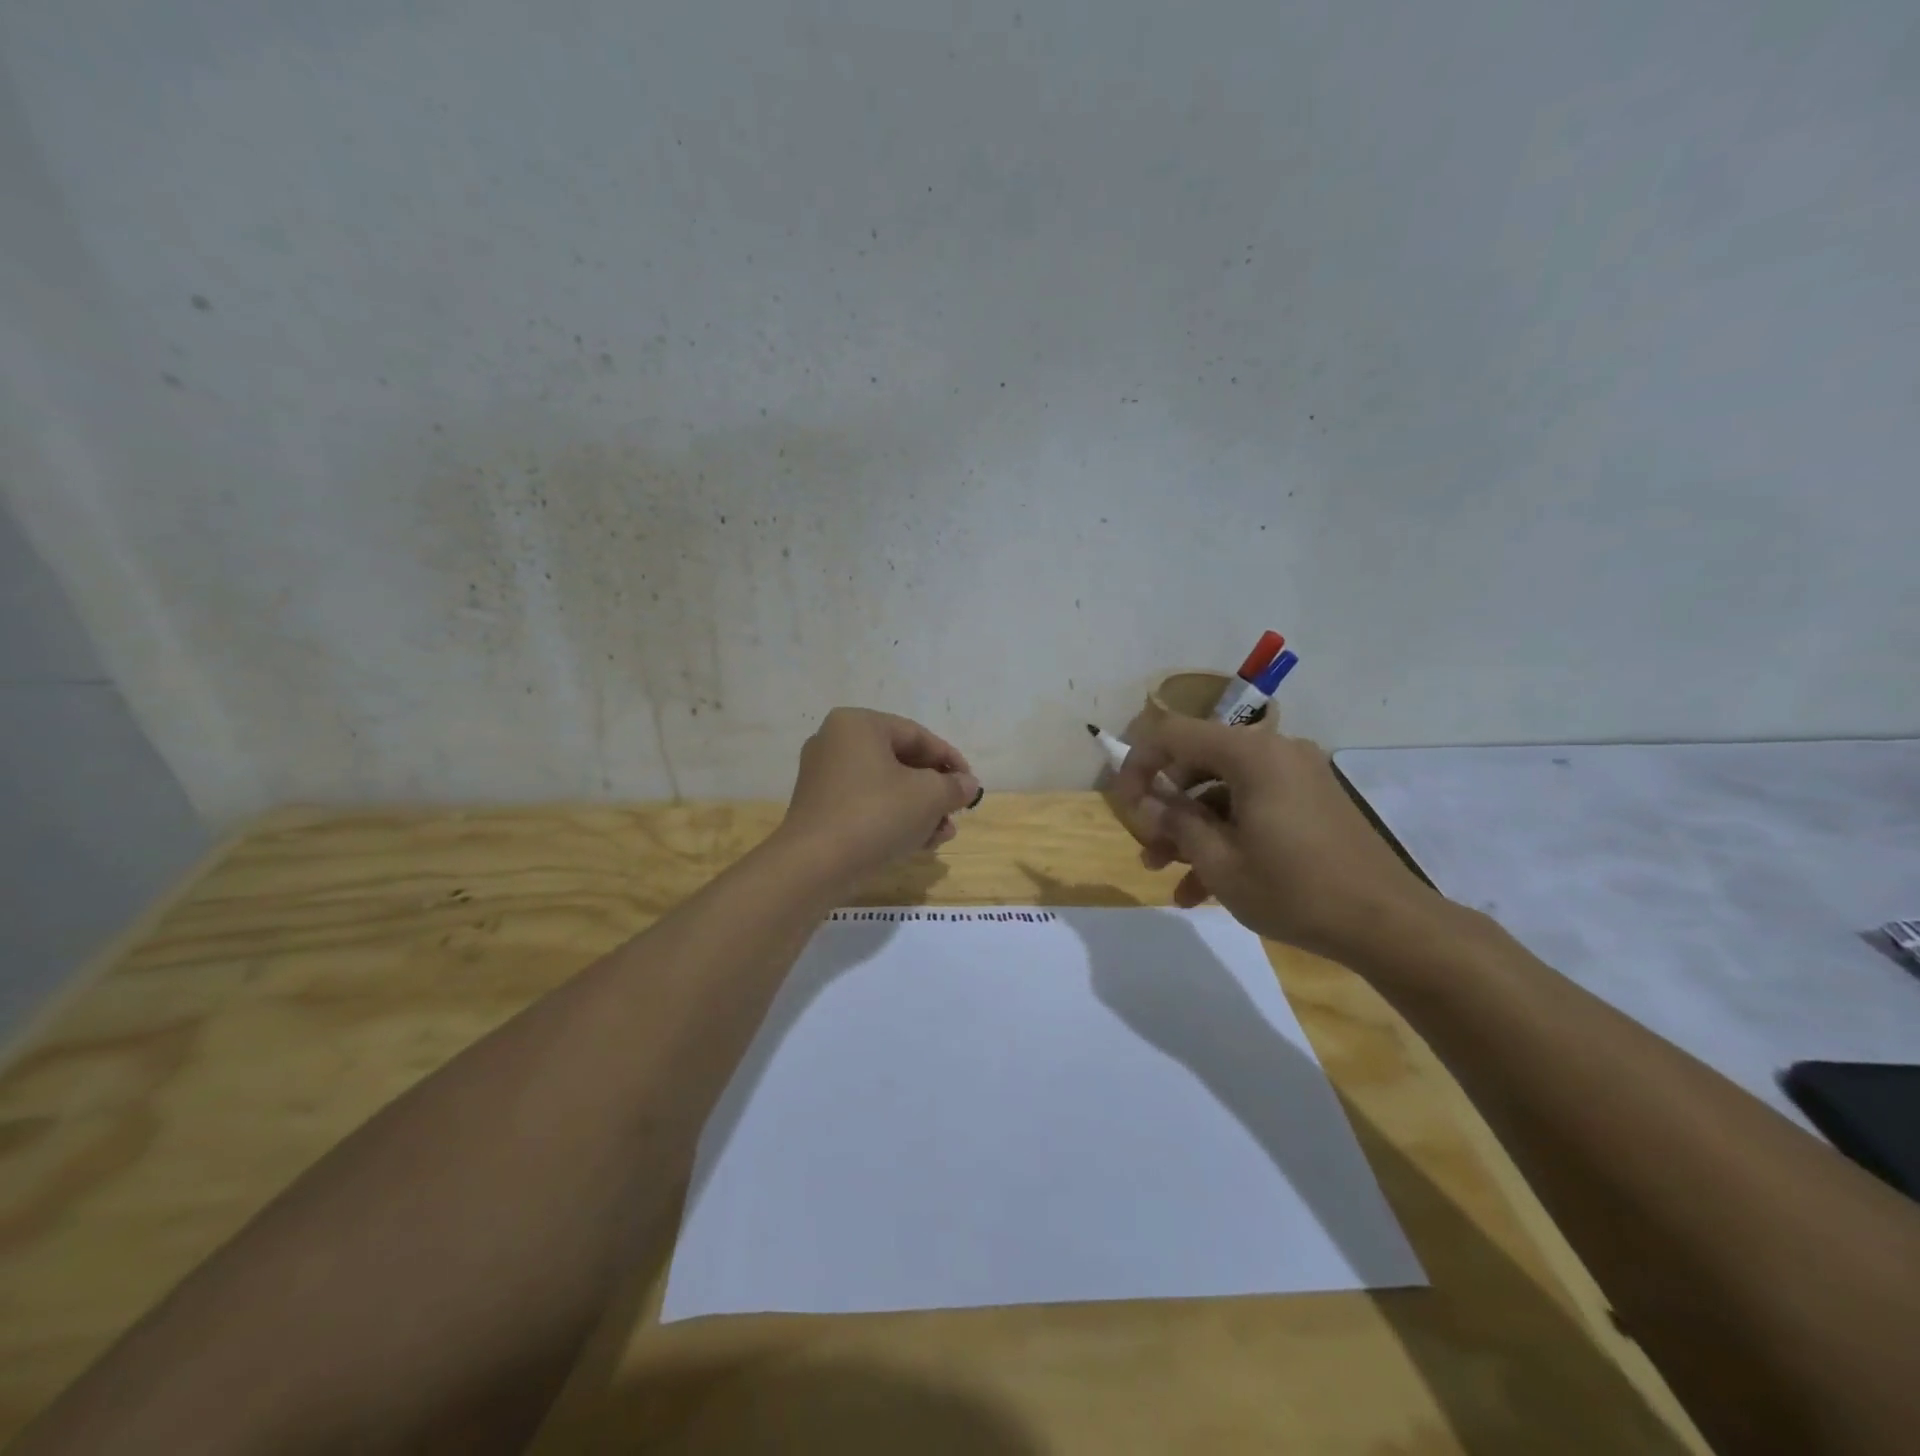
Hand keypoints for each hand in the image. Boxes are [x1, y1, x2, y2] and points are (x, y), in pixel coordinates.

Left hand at [778, 708, 981, 882]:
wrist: (814, 866)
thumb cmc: (876, 815)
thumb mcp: (928, 797)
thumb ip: (954, 786)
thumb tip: (968, 784)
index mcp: (858, 725)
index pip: (917, 735)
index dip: (950, 760)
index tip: (971, 784)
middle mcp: (835, 743)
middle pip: (900, 762)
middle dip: (934, 790)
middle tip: (957, 811)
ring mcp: (823, 778)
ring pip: (885, 788)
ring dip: (919, 810)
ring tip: (943, 834)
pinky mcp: (820, 810)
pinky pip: (866, 806)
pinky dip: (893, 819)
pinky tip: (919, 843)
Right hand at [1112, 717, 1447, 965]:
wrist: (1387, 924)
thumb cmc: (1294, 889)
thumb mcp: (1219, 861)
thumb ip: (1175, 823)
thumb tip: (1146, 803)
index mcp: (1251, 754)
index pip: (1173, 735)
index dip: (1138, 764)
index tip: (1125, 805)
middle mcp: (1274, 752)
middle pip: (1198, 763)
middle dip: (1166, 807)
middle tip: (1148, 847)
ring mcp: (1297, 777)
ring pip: (1224, 791)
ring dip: (1192, 829)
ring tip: (1168, 875)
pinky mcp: (1311, 802)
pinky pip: (1253, 807)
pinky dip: (1227, 835)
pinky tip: (1204, 887)